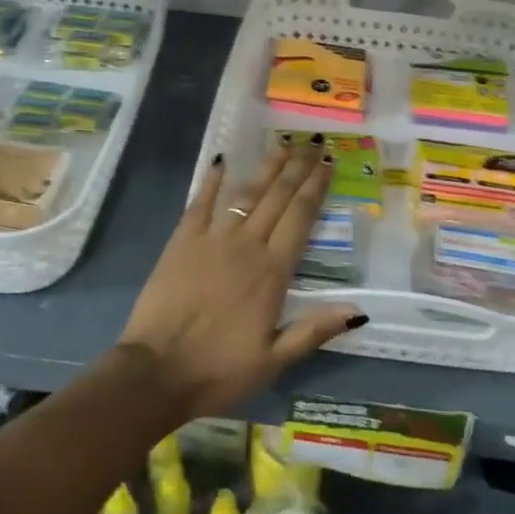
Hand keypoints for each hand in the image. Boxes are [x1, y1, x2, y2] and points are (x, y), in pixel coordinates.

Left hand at [117, 137, 364, 417]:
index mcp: (273, 271)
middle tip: (313, 141)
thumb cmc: (219, 370)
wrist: (156, 372)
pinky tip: (223, 159)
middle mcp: (248, 245)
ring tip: (283, 143)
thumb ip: (314, 330)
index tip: (328, 161)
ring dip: (267, 167)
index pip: (301, 217)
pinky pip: (201, 202)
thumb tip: (358, 312)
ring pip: (247, 193)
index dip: (316, 186)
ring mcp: (213, 238)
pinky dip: (212, 179)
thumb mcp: (273, 360)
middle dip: (298, 167)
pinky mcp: (183, 240)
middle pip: (278, 197)